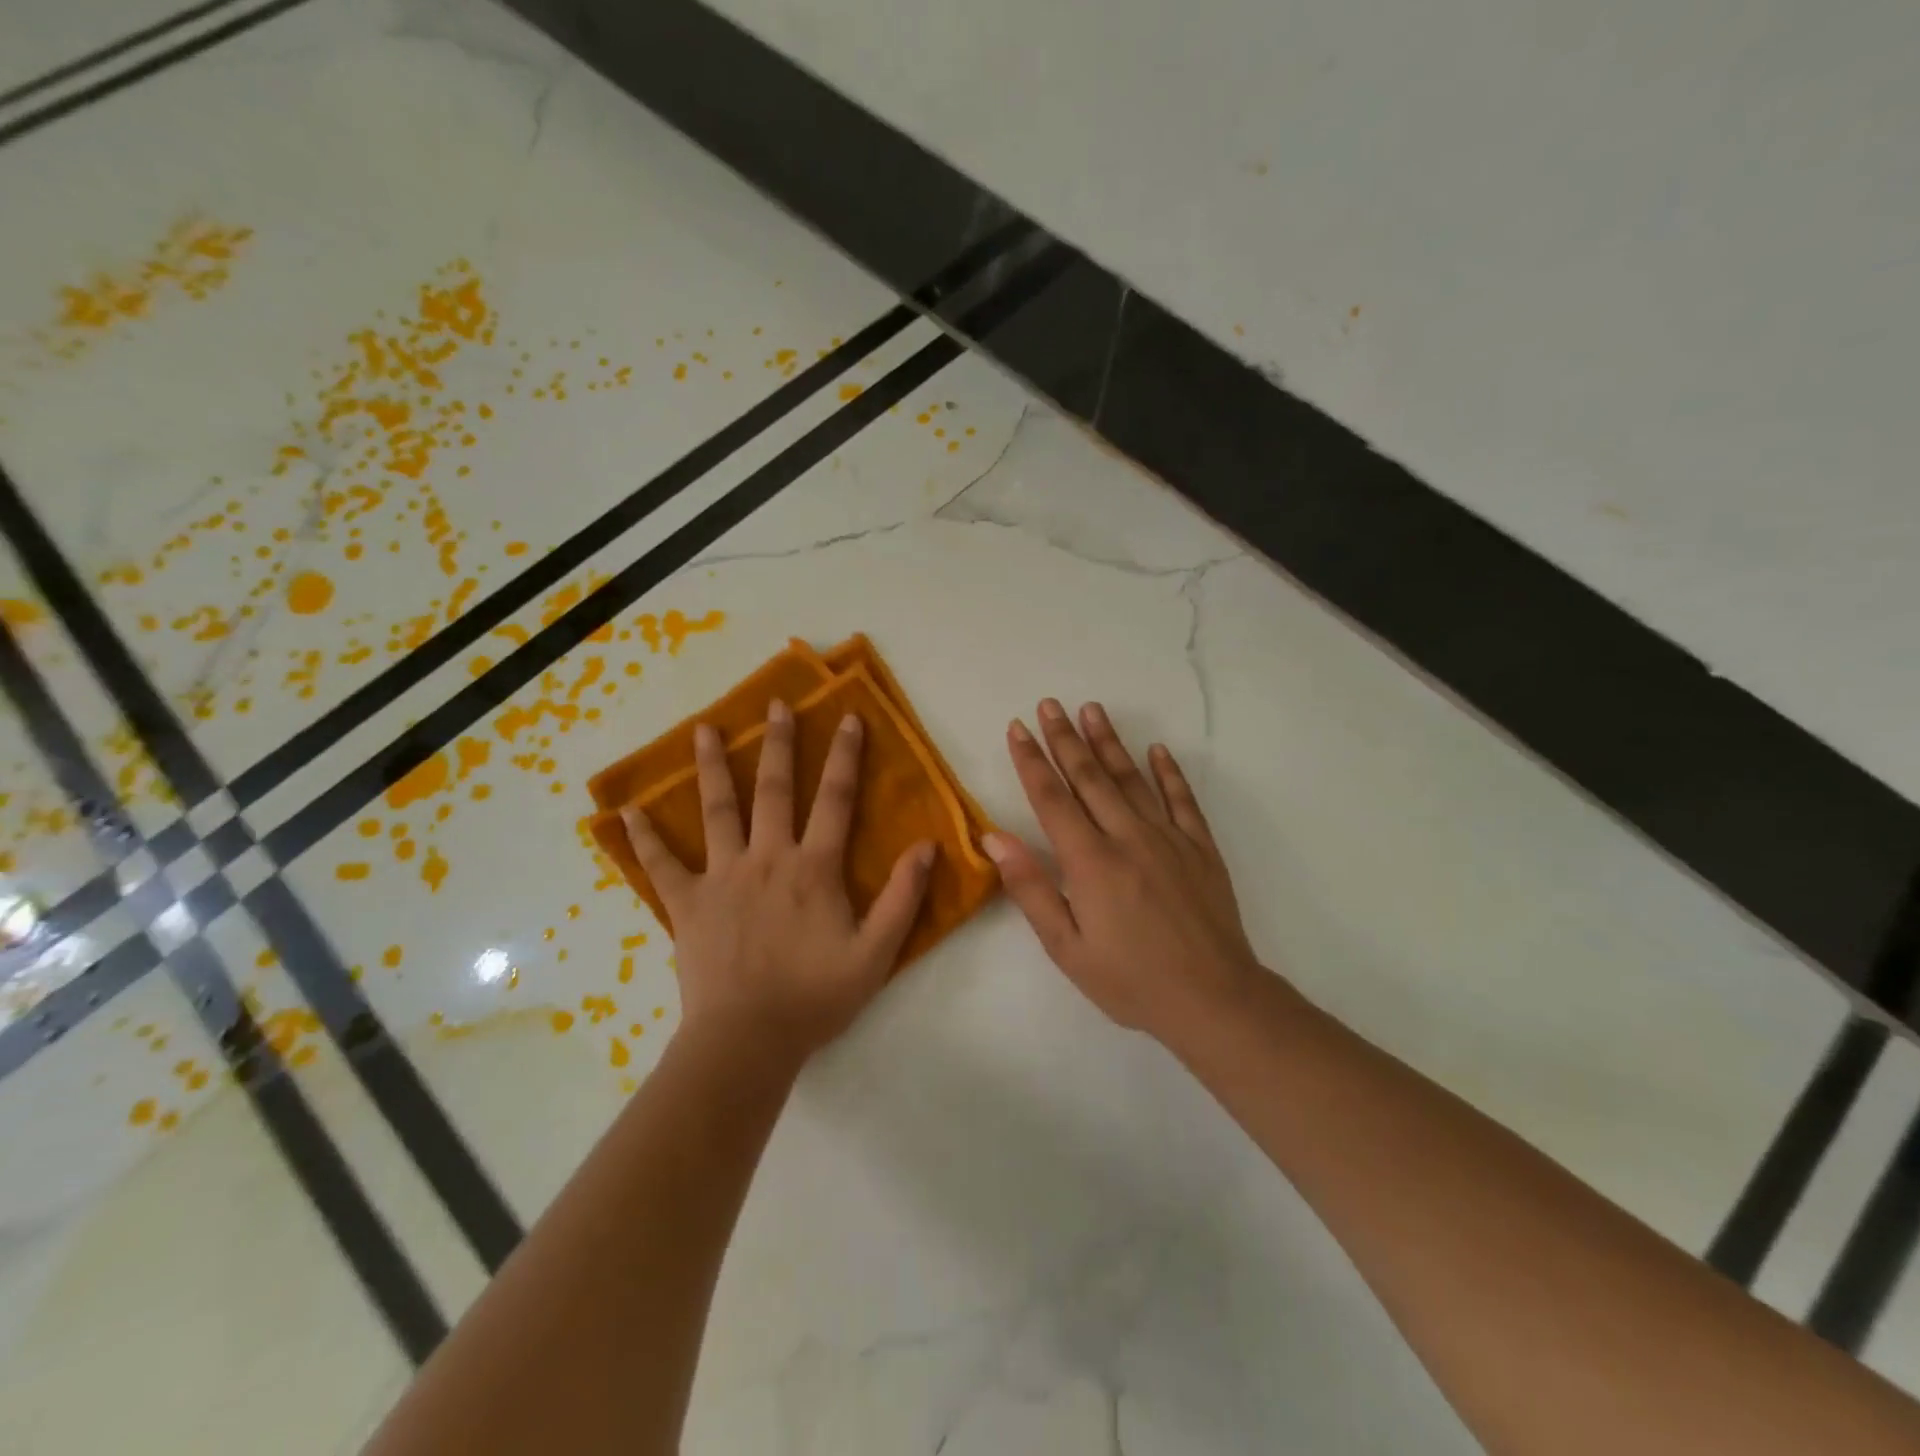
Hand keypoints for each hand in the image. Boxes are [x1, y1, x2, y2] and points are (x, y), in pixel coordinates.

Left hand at [622, 700, 935, 1057]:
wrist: (748, 1041)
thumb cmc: (816, 997)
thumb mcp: (876, 953)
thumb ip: (902, 897)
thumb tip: (927, 846)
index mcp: (813, 868)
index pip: (835, 800)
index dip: (845, 756)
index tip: (848, 717)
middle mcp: (767, 858)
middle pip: (773, 790)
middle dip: (777, 743)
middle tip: (776, 704)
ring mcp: (722, 878)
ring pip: (717, 811)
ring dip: (711, 767)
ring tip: (703, 729)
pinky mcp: (687, 904)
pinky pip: (662, 866)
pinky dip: (645, 839)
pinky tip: (628, 812)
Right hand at [984, 699, 1259, 1037]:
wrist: (1213, 999)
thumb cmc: (1130, 980)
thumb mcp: (1066, 947)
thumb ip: (1030, 888)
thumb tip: (994, 838)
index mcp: (1090, 862)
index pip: (1052, 799)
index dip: (1031, 761)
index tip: (1017, 728)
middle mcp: (1128, 837)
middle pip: (1090, 778)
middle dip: (1065, 738)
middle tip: (1049, 704)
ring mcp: (1169, 838)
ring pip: (1132, 779)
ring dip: (1109, 742)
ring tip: (1091, 709)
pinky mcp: (1200, 848)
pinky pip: (1182, 799)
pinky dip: (1168, 772)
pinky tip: (1157, 749)